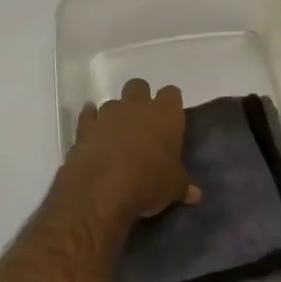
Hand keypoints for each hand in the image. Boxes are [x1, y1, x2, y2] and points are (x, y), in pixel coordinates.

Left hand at [63, 78, 200, 220]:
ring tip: (118, 136)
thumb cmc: (148, 183)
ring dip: (116, 115)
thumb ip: (184, 186)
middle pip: (139, 87)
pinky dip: (91, 121)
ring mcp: (108, 114)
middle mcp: (137, 106)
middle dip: (141, 100)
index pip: (172, 94)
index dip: (171, 105)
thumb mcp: (173, 188)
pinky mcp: (85, 127)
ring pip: (113, 102)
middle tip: (144, 124)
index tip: (171, 120)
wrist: (101, 191)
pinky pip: (88, 115)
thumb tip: (196, 194)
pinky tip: (94, 133)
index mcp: (165, 114)